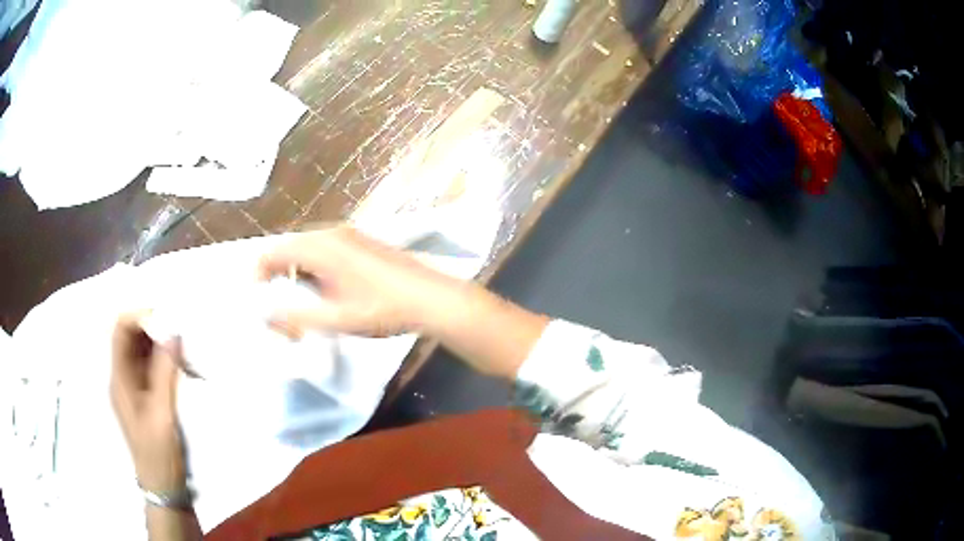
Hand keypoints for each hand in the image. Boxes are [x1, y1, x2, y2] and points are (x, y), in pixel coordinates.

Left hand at [110, 313, 186, 492]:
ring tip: (185, 347)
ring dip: (161, 344)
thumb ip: (165, 373)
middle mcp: (122, 377)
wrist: (164, 489)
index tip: (166, 317)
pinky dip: (166, 360)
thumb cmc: (160, 454)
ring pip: (142, 351)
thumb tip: (173, 332)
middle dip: (153, 327)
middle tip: (180, 330)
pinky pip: (152, 367)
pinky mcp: (146, 397)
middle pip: (130, 337)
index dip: (139, 316)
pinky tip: (183, 366)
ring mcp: (134, 388)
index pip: (120, 331)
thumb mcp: (163, 415)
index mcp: (119, 379)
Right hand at [257, 225, 463, 337]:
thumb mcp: (335, 319)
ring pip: (308, 249)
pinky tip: (327, 292)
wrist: (432, 299)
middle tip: (280, 306)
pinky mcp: (363, 242)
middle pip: (290, 248)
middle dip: (278, 276)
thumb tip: (265, 314)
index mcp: (321, 246)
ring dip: (298, 273)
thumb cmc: (382, 309)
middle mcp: (332, 233)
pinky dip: (316, 269)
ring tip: (302, 304)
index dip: (259, 273)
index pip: (274, 251)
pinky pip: (326, 250)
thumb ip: (295, 316)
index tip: (258, 300)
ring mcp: (350, 235)